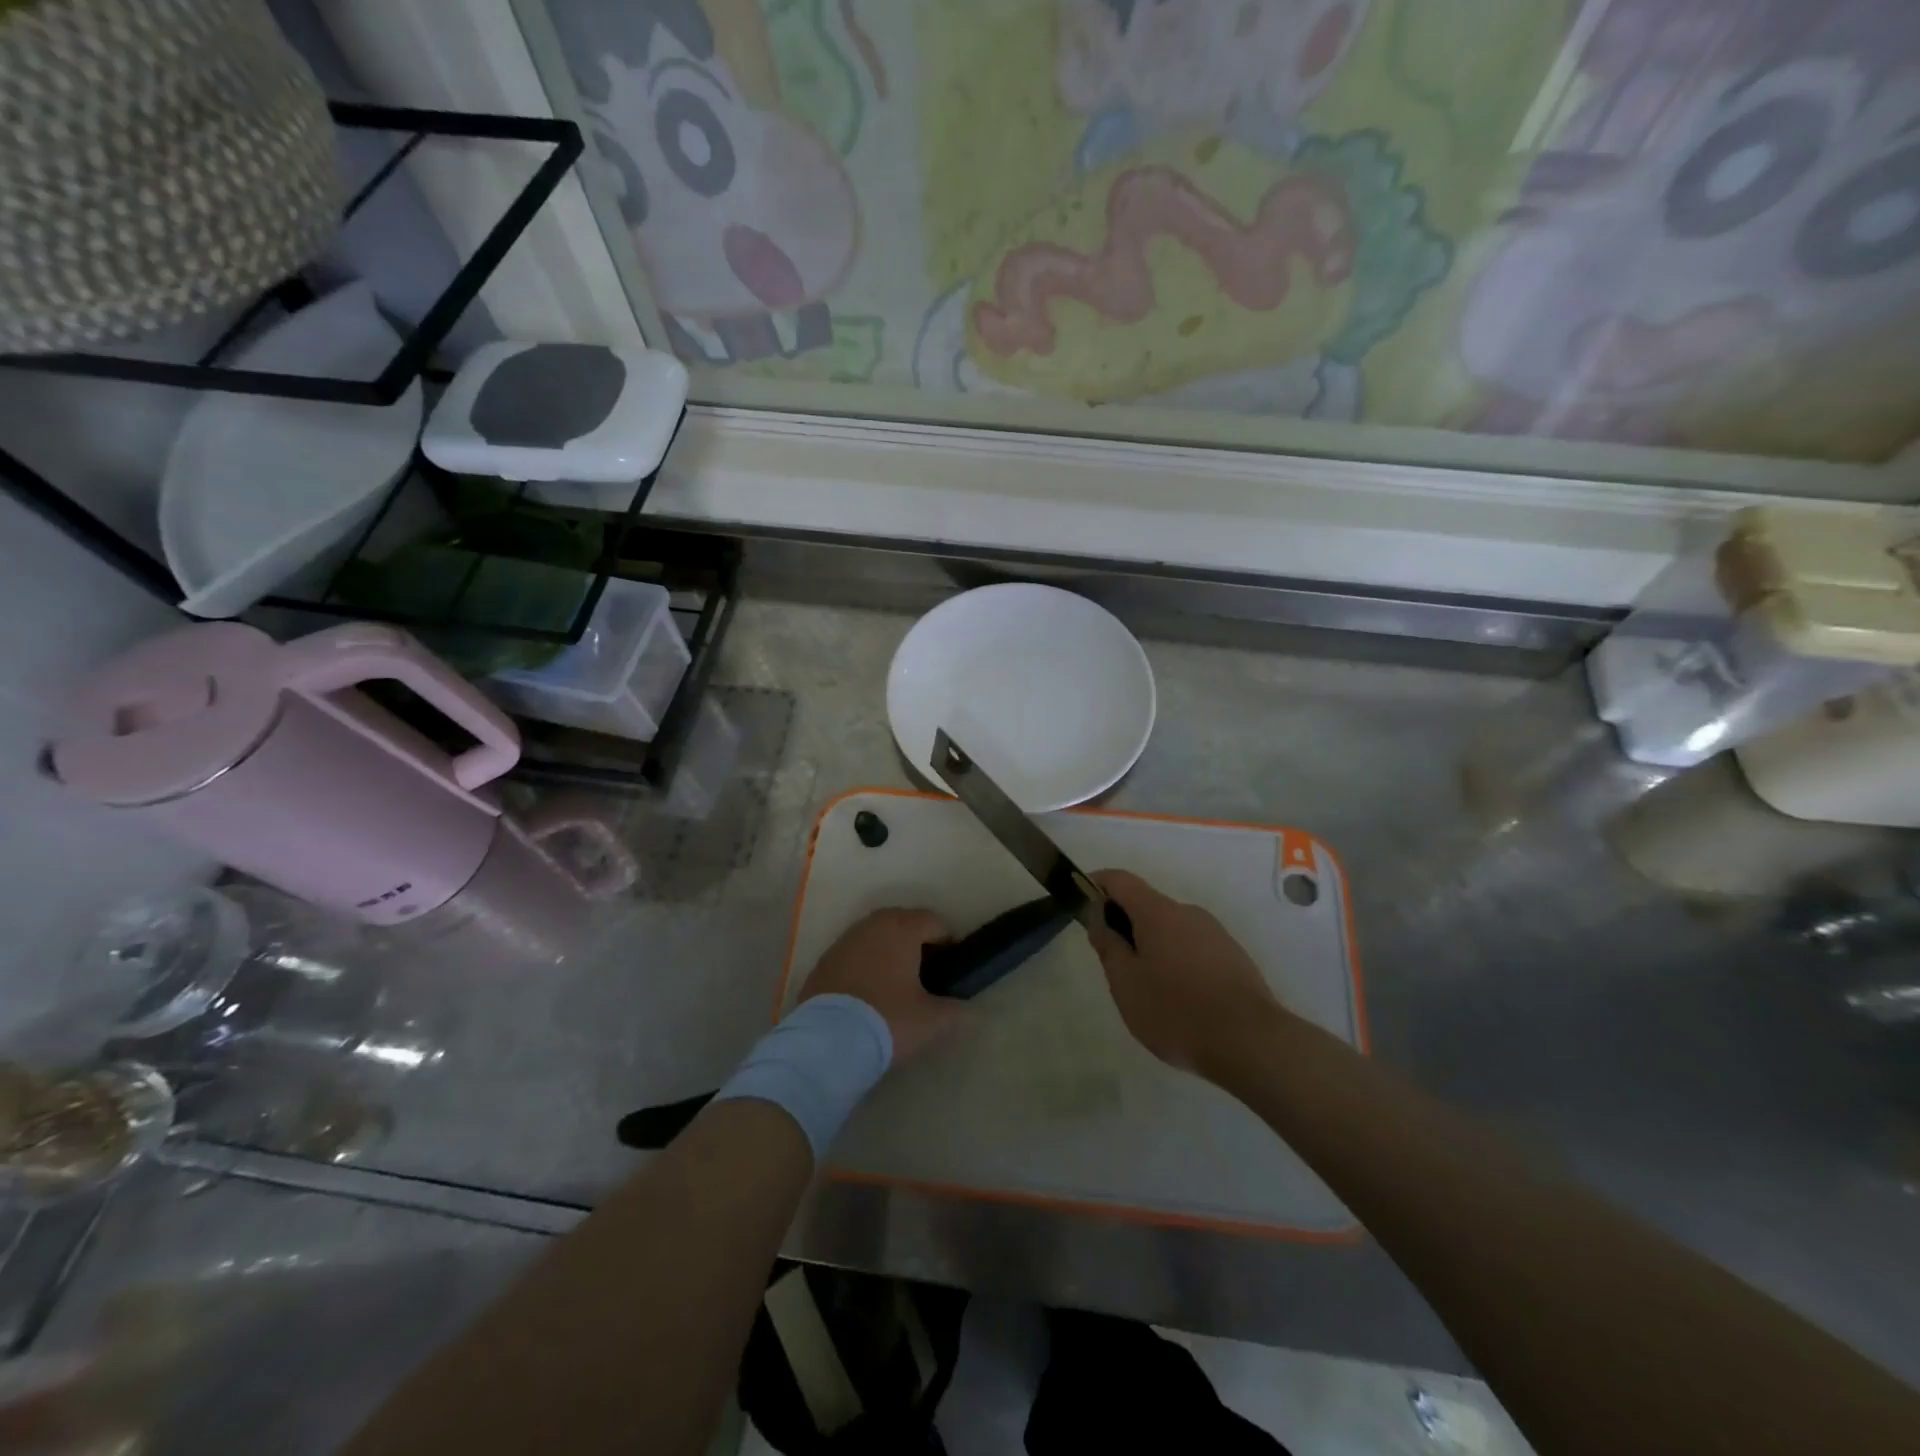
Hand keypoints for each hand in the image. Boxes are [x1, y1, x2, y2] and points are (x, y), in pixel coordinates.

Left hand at [800, 909, 963, 1061]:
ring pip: (877, 939)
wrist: (826, 1041)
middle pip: (904, 925)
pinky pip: (854, 956)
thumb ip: (954, 1010)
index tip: (951, 972)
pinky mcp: (823, 961)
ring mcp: (843, 941)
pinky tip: (867, 997)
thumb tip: (962, 1009)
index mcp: (901, 927)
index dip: (948, 944)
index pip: (935, 922)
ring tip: (896, 990)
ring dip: (889, 956)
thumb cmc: (887, 1019)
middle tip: (926, 980)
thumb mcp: (931, 1021)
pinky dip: (865, 968)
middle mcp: (872, 924)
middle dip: (917, 947)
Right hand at [1088, 870, 1284, 1080]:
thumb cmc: (1177, 1011)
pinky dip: (1176, 961)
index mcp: (1158, 912)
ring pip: (1171, 928)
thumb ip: (1108, 945)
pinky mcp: (1233, 957)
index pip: (1120, 880)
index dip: (1097, 883)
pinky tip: (1179, 999)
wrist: (1252, 1042)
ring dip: (1151, 945)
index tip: (1081, 901)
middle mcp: (1188, 913)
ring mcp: (1215, 933)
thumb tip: (1098, 916)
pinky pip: (1193, 947)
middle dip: (1124, 924)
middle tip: (1113, 964)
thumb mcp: (1126, 983)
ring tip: (1147, 989)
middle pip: (1146, 905)